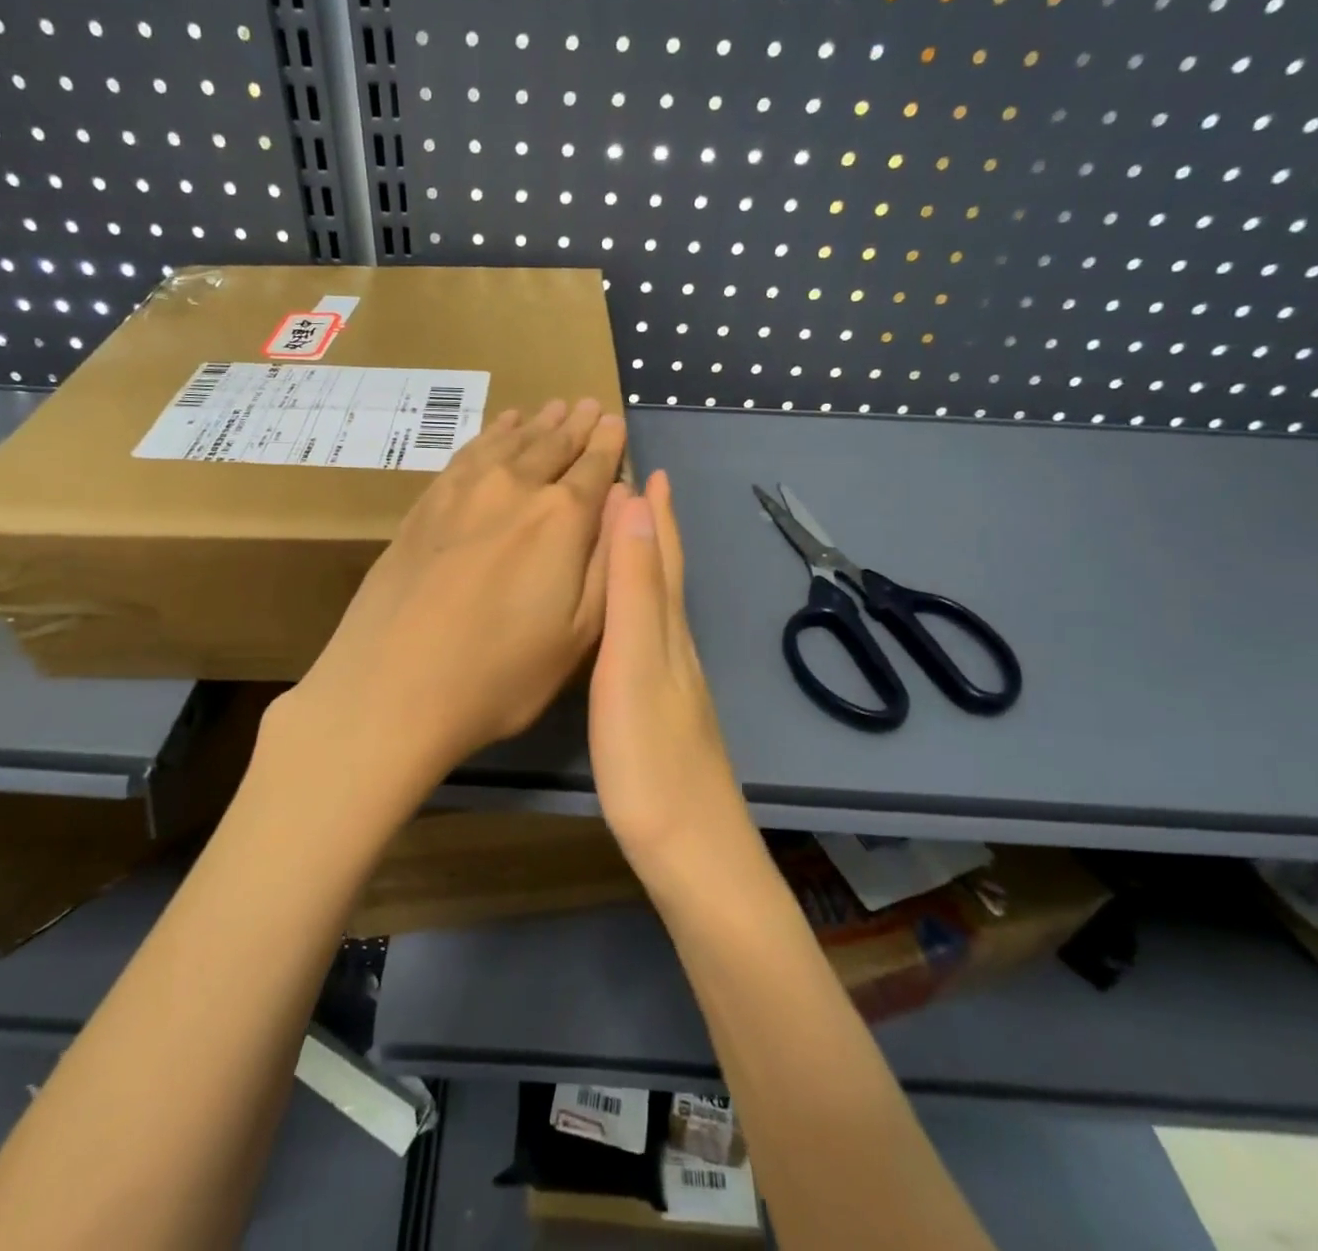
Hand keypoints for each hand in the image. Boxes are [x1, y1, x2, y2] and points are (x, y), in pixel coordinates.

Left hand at [269, 399, 626, 823]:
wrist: (392, 685)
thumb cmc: (501, 674)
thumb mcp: (580, 635)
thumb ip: (608, 562)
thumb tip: (625, 502)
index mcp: (562, 519)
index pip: (595, 467)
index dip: (609, 445)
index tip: (616, 423)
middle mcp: (516, 489)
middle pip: (554, 445)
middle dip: (578, 424)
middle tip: (591, 405)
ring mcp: (465, 490)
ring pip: (511, 441)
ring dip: (537, 422)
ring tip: (554, 407)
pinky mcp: (426, 502)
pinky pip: (468, 451)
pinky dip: (491, 434)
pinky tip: (500, 427)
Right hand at [589, 471, 749, 878]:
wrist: (689, 849)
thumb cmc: (650, 756)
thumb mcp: (633, 662)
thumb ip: (635, 588)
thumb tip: (636, 506)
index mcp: (668, 629)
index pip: (664, 554)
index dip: (657, 512)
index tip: (648, 468)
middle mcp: (675, 646)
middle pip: (668, 573)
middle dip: (655, 528)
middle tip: (637, 489)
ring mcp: (672, 682)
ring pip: (661, 604)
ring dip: (647, 563)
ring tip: (629, 538)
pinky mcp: (661, 712)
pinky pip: (650, 636)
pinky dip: (640, 608)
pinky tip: (631, 623)